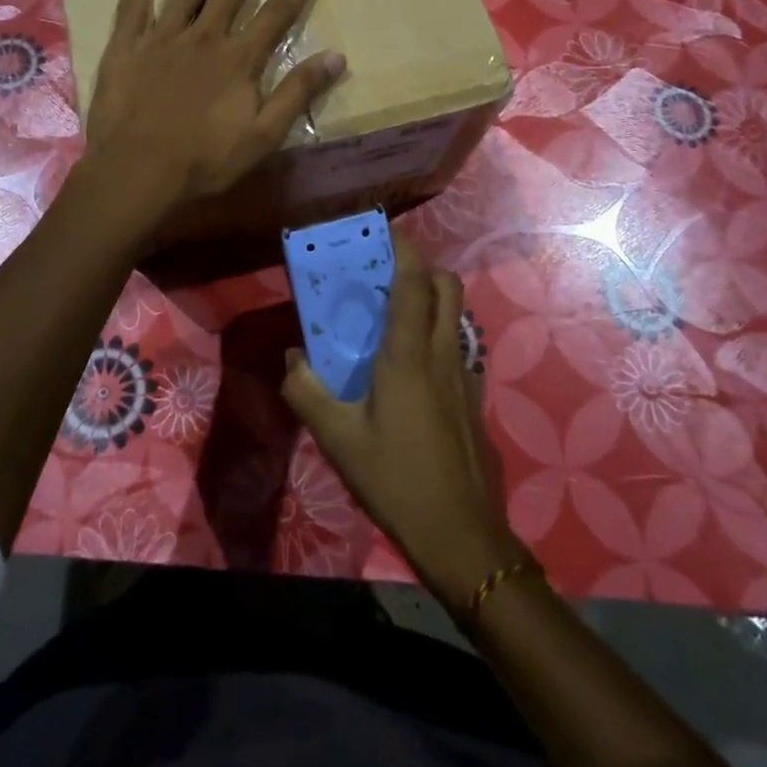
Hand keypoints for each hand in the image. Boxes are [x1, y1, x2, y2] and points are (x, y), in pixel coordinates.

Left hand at [81, 0, 345, 226]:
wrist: (137, 171)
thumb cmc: (204, 160)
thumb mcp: (263, 136)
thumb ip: (298, 93)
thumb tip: (337, 57)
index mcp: (238, 59)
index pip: (276, 15)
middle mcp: (203, 37)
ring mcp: (162, 38)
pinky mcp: (126, 48)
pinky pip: (132, 6)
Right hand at [282, 238, 524, 610]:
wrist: (462, 536)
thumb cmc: (396, 479)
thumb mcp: (338, 439)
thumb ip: (306, 392)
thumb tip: (291, 357)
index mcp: (409, 354)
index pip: (413, 282)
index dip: (404, 248)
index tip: (386, 229)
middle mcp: (443, 353)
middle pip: (447, 286)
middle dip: (422, 268)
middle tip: (387, 275)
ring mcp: (466, 375)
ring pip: (457, 315)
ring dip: (433, 300)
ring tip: (397, 316)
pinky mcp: (475, 399)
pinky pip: (459, 346)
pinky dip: (440, 335)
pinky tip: (414, 370)